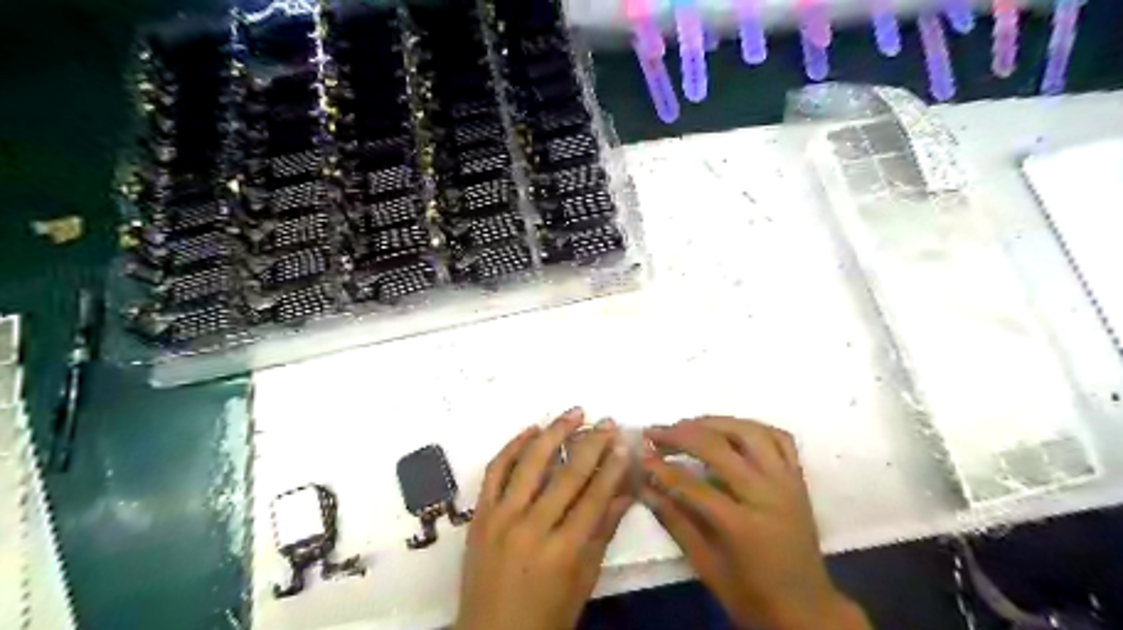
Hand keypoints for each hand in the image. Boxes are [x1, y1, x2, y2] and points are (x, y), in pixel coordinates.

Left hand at [454, 408, 629, 629]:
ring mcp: (501, 518)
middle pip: (566, 475)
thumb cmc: (546, 615)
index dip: (611, 467)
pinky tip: (531, 430)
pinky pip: (495, 471)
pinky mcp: (480, 514)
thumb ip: (603, 532)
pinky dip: (512, 446)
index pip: (594, 498)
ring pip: (530, 463)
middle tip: (606, 421)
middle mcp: (531, 528)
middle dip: (591, 443)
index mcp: (562, 552)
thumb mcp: (583, 580)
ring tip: (573, 413)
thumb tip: (627, 492)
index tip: (623, 442)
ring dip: (554, 433)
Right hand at [640, 419, 866, 628]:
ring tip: (687, 425)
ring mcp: (787, 482)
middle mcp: (768, 495)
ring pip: (749, 432)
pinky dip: (751, 427)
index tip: (640, 457)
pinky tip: (730, 430)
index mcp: (743, 526)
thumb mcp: (707, 567)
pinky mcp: (798, 479)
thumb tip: (645, 487)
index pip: (693, 485)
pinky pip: (779, 438)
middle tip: (655, 433)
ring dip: (714, 422)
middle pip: (719, 448)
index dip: (662, 468)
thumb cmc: (753, 596)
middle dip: (680, 435)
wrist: (808, 610)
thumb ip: (675, 522)